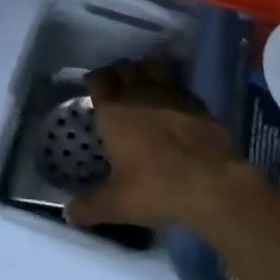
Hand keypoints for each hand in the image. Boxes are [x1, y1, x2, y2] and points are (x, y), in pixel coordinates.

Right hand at [66, 56, 245, 232]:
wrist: (212, 182)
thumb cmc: (157, 188)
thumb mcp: (117, 204)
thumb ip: (89, 207)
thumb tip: (68, 214)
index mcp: (113, 110)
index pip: (98, 79)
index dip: (95, 80)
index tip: (94, 89)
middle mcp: (138, 92)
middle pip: (123, 67)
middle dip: (118, 73)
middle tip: (116, 88)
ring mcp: (169, 91)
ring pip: (151, 65)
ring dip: (144, 69)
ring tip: (143, 84)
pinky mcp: (194, 99)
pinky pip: (175, 80)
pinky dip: (169, 83)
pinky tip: (171, 99)